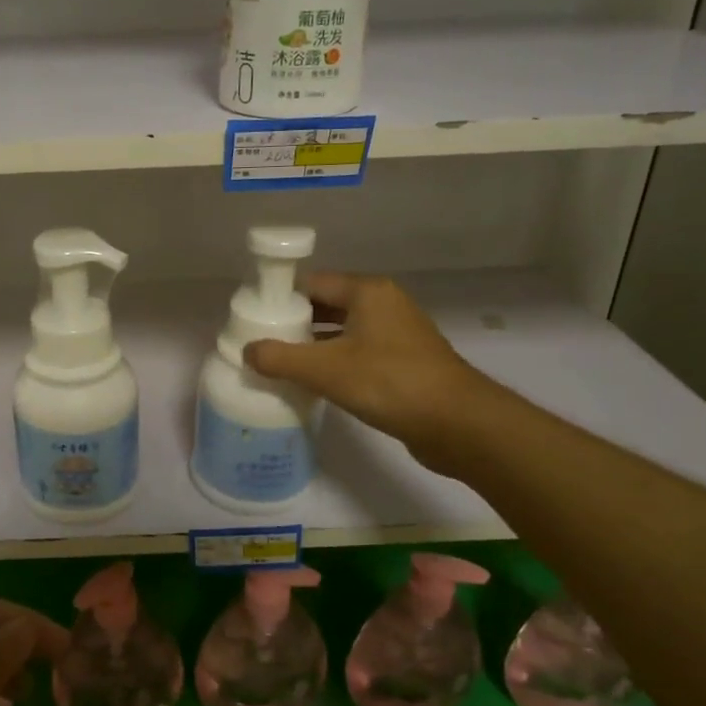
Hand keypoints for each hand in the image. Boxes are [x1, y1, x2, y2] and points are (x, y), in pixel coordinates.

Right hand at [244, 272, 493, 465]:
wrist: (459, 424)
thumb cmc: (390, 383)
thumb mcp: (326, 369)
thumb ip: (280, 358)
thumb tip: (246, 351)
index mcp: (368, 292)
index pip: (312, 282)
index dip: (281, 298)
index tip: (253, 319)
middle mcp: (384, 305)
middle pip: (327, 305)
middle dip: (294, 323)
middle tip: (262, 343)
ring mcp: (397, 334)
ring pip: (342, 331)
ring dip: (313, 346)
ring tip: (280, 364)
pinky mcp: (404, 362)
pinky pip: (358, 353)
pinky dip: (335, 362)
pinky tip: (314, 383)